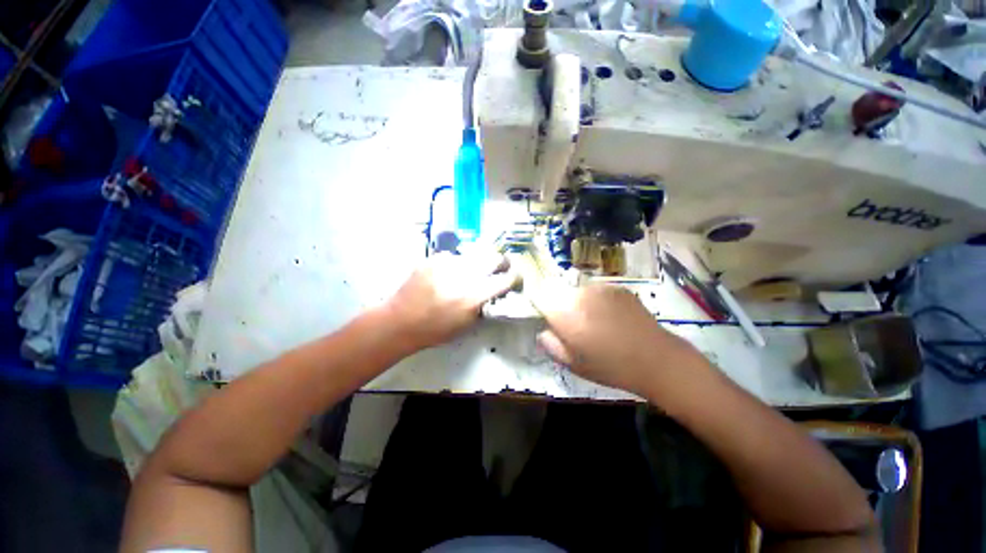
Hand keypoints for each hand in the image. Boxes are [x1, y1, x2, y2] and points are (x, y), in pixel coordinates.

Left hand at [385, 251, 517, 350]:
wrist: (399, 321)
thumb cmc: (434, 330)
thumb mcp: (466, 325)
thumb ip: (483, 306)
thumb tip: (495, 292)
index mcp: (472, 297)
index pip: (504, 280)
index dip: (514, 278)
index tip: (515, 277)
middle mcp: (463, 277)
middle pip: (493, 258)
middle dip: (501, 262)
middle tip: (500, 266)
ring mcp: (447, 264)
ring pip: (474, 255)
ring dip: (477, 263)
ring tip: (469, 272)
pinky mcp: (433, 259)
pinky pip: (453, 256)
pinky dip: (456, 264)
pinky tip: (448, 273)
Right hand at [532, 283, 699, 394]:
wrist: (656, 358)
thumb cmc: (611, 367)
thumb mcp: (574, 364)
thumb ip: (551, 345)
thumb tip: (543, 332)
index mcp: (564, 313)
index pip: (538, 294)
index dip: (537, 302)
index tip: (545, 315)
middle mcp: (578, 294)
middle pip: (557, 292)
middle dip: (559, 305)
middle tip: (573, 326)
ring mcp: (598, 287)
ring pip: (576, 291)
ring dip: (578, 302)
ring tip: (594, 322)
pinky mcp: (615, 287)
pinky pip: (595, 290)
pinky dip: (596, 300)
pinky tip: (611, 317)